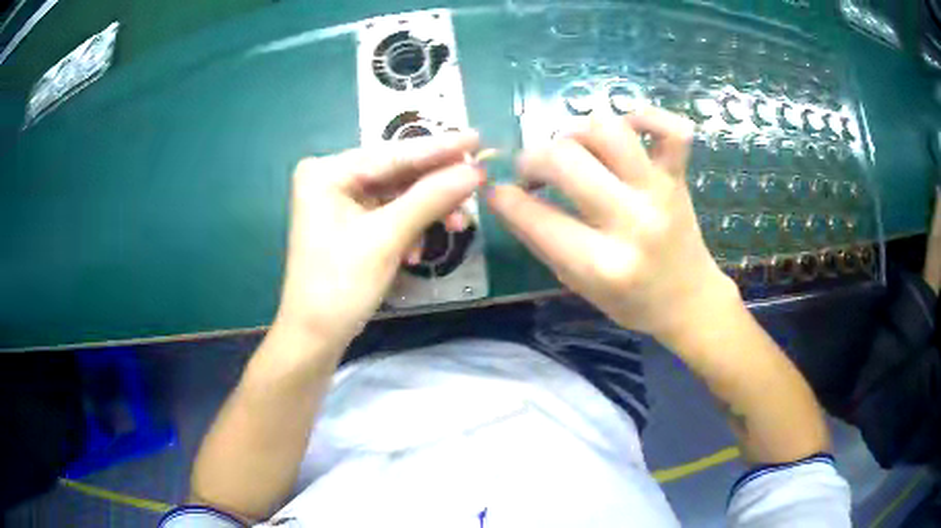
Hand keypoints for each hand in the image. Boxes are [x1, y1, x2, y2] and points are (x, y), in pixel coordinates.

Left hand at [275, 132, 483, 346]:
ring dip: (427, 212)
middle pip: (396, 173)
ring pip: (397, 195)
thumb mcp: (387, 238)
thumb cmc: (340, 286)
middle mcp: (330, 178)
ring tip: (457, 228)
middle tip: (477, 185)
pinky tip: (417, 251)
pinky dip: (409, 228)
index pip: (392, 154)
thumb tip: (475, 171)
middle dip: (436, 187)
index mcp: (327, 172)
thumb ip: (431, 198)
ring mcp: (338, 201)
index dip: (439, 148)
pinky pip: (389, 214)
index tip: (478, 137)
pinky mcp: (348, 223)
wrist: (314, 338)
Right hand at [488, 108, 738, 344]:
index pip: (535, 216)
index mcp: (601, 265)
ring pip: (609, 130)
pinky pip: (671, 129)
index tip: (496, 190)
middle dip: (532, 159)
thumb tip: (505, 196)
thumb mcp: (577, 284)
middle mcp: (632, 222)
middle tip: (532, 172)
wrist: (687, 300)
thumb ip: (540, 240)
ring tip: (573, 150)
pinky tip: (626, 127)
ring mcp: (659, 193)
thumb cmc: (630, 301)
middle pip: (565, 159)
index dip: (503, 198)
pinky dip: (646, 116)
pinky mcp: (678, 177)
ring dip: (576, 132)